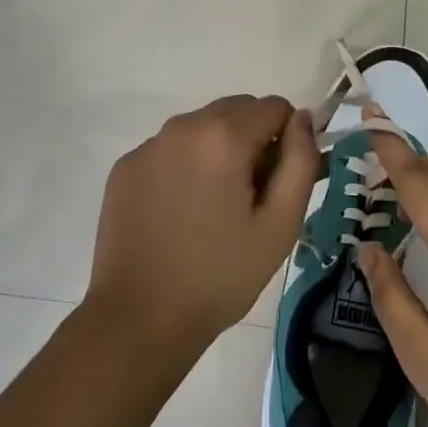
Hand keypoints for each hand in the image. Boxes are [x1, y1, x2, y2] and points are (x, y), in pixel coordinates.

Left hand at [86, 94, 319, 361]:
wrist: (139, 319)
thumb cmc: (220, 275)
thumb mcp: (280, 224)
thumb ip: (301, 162)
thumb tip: (303, 120)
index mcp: (223, 136)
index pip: (274, 107)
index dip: (288, 139)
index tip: (280, 182)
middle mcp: (182, 126)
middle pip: (236, 110)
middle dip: (253, 140)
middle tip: (251, 197)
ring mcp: (148, 146)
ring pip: (202, 127)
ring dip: (219, 150)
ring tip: (214, 208)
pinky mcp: (125, 167)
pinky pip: (170, 148)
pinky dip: (186, 165)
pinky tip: (181, 212)